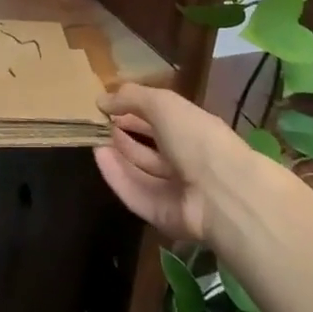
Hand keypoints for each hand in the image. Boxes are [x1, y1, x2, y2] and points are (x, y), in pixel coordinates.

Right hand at [93, 82, 246, 242]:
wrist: (220, 193)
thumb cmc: (195, 137)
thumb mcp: (163, 103)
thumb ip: (131, 97)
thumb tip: (102, 99)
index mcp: (193, 129)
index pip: (160, 118)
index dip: (135, 110)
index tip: (108, 104)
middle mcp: (185, 159)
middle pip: (149, 147)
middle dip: (124, 133)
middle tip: (96, 123)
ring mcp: (174, 189)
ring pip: (140, 170)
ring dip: (117, 153)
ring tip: (92, 137)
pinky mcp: (161, 214)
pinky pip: (135, 192)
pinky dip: (116, 175)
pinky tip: (98, 156)